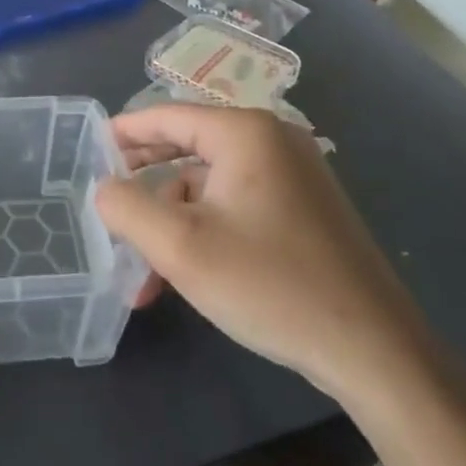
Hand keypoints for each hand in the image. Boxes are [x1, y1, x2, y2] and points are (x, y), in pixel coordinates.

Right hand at [96, 105, 440, 407]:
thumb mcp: (180, 247)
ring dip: (174, 223)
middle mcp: (274, 141)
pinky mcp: (307, 210)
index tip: (92, 149)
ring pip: (211, 187)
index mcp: (246, 133)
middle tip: (109, 203)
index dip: (125, 132)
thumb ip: (127, 208)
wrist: (374, 349)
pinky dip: (206, 232)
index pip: (168, 115)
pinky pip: (239, 206)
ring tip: (144, 274)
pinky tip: (187, 276)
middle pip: (189, 148)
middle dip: (145, 184)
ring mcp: (296, 176)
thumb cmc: (269, 285)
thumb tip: (104, 189)